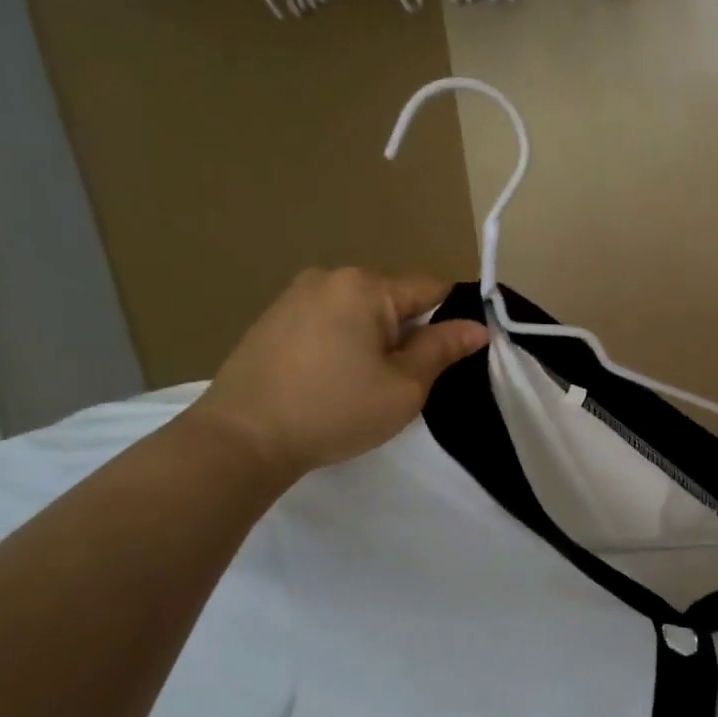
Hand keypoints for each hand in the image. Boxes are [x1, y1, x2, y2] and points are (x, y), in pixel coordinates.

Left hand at [188, 268, 488, 484]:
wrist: (239, 440)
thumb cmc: (334, 411)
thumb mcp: (405, 386)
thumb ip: (443, 349)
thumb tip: (478, 327)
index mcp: (366, 285)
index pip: (433, 287)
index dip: (453, 318)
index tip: (452, 356)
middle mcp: (330, 276)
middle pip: (395, 297)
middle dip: (409, 331)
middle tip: (404, 379)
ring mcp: (295, 295)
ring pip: (360, 309)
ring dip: (375, 337)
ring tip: (363, 382)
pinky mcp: (272, 318)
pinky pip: (329, 319)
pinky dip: (343, 341)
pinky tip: (331, 378)